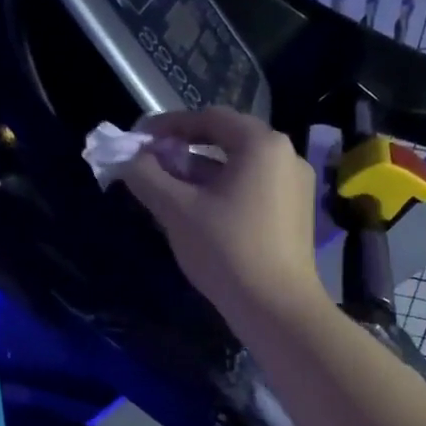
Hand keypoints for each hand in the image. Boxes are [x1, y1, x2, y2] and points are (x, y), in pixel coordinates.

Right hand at [121, 107, 329, 328]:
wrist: (277, 308)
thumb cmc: (226, 250)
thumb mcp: (177, 210)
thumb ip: (147, 177)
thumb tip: (129, 159)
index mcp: (261, 144)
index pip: (208, 118)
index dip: (168, 126)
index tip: (138, 140)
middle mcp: (285, 155)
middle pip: (226, 140)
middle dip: (183, 150)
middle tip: (151, 165)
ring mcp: (295, 185)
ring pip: (238, 166)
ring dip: (201, 172)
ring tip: (168, 191)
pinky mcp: (295, 212)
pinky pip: (252, 187)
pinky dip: (222, 190)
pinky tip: (199, 212)